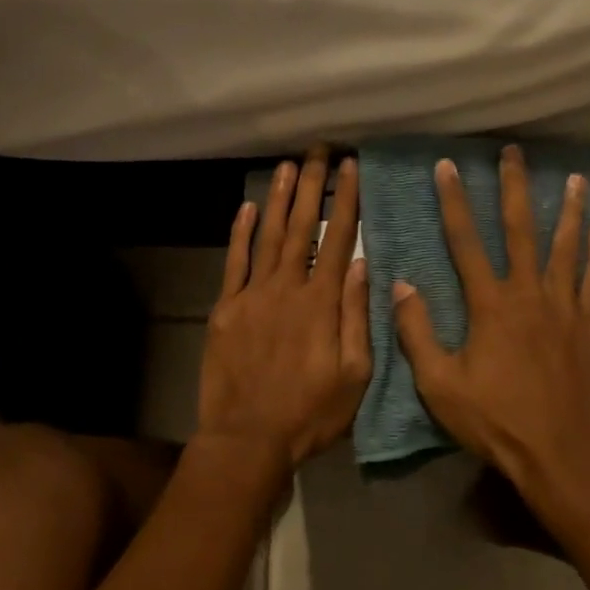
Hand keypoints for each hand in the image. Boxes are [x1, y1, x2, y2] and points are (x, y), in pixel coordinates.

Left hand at [196, 146, 371, 480]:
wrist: (247, 438)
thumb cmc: (310, 413)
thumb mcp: (354, 374)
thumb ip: (358, 317)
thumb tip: (364, 265)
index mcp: (322, 303)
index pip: (338, 239)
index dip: (346, 201)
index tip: (351, 168)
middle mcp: (287, 288)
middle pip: (302, 227)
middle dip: (313, 186)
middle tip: (319, 151)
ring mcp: (252, 295)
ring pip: (269, 236)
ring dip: (280, 199)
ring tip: (289, 166)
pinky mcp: (226, 309)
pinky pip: (234, 262)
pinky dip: (241, 233)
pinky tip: (249, 207)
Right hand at [392, 144, 589, 515]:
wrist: (561, 454)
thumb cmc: (496, 422)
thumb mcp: (440, 385)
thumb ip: (418, 332)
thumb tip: (401, 285)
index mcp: (490, 305)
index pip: (465, 241)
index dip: (454, 202)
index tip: (447, 167)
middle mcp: (529, 293)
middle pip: (520, 229)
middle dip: (514, 188)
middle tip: (513, 152)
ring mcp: (564, 307)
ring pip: (566, 247)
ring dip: (568, 209)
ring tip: (573, 177)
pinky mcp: (589, 325)